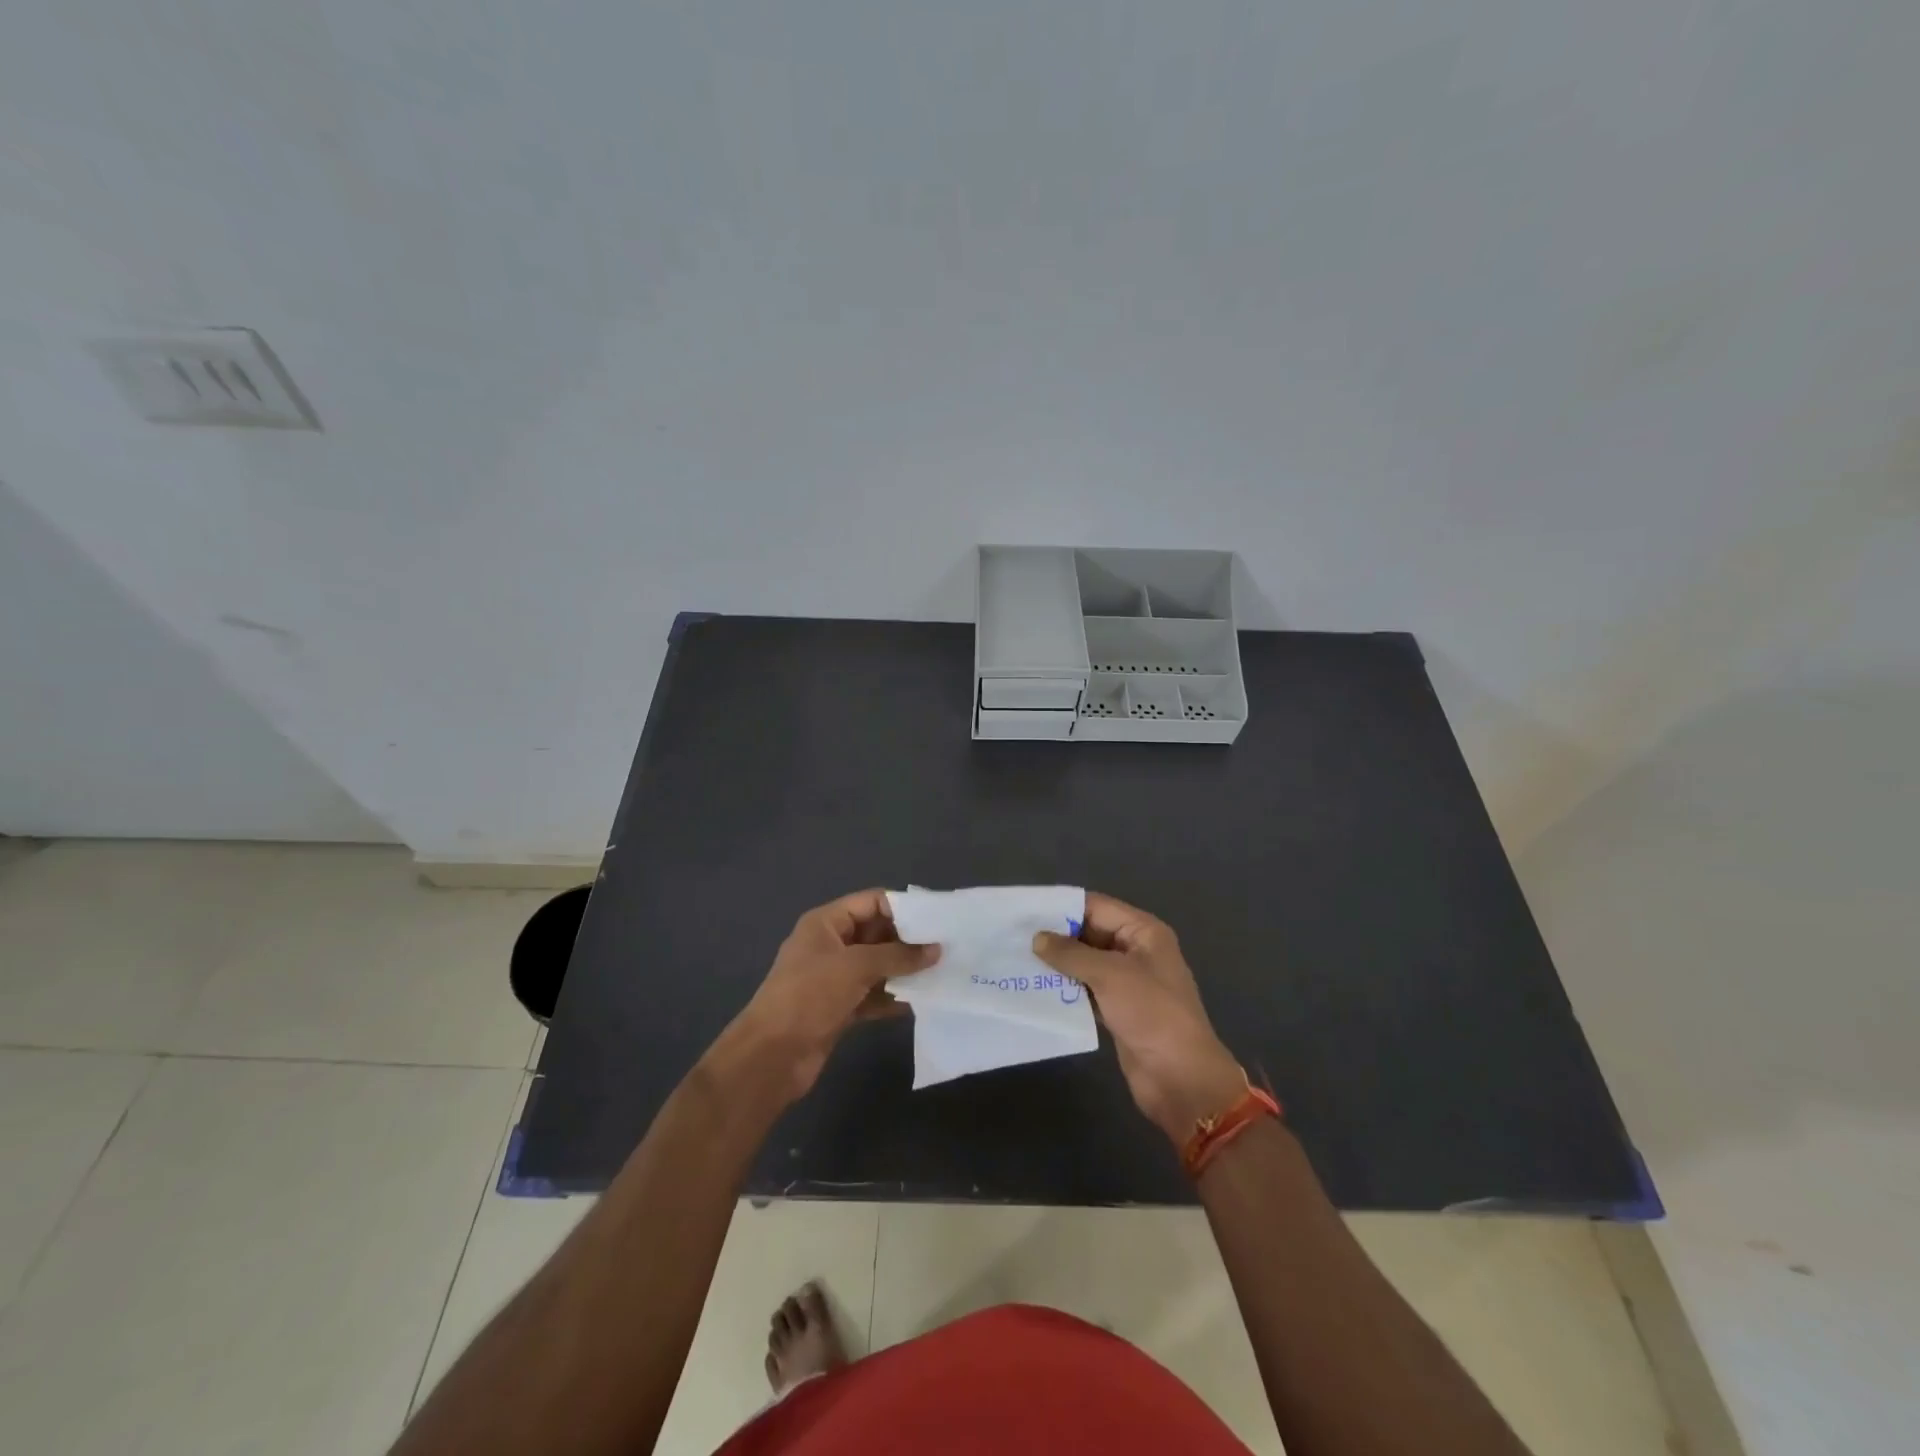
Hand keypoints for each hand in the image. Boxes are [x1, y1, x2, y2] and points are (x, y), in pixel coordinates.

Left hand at [727, 890, 939, 1100]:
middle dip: (909, 940)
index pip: (871, 902)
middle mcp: (831, 945)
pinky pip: (874, 994)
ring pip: (877, 966)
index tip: (937, 920)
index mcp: (826, 923)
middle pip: (876, 933)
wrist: (771, 1056)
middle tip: (946, 947)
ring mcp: (835, 978)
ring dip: (905, 970)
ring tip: (942, 972)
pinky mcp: (840, 1008)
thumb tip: (936, 950)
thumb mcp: (855, 967)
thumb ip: (898, 956)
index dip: (903, 908)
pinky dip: (894, 996)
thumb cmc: (809, 996)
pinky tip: (922, 1000)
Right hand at [1033, 893, 1245, 1143]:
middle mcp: (1136, 951)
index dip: (1062, 907)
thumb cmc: (1151, 1013)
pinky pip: (1086, 989)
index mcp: (1143, 932)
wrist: (1181, 1078)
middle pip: (1089, 933)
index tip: (1025, 911)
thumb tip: (1037, 938)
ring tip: (1018, 960)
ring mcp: (1128, 982)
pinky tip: (1036, 989)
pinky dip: (1065, 988)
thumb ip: (1071, 954)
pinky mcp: (1118, 1010)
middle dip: (1056, 936)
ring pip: (1085, 963)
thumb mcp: (1110, 975)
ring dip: (1057, 964)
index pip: (1096, 907)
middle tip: (1014, 937)